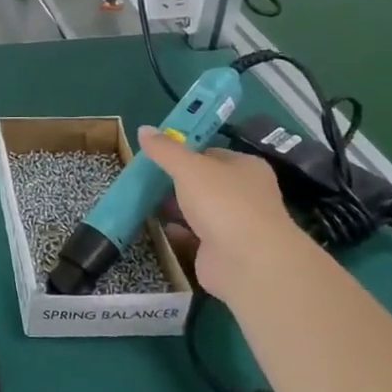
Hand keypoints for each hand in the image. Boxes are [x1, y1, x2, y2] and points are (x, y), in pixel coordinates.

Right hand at [138, 126, 315, 297]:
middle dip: (176, 182)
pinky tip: (159, 228)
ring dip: (176, 208)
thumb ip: (165, 150)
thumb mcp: (189, 167)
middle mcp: (245, 194)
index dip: (185, 152)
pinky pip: (195, 236)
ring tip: (145, 201)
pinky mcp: (222, 252)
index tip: (158, 155)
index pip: (212, 153)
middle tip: (146, 179)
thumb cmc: (223, 202)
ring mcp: (235, 225)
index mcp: (246, 167)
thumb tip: (143, 129)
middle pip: (204, 183)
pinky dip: (178, 232)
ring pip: (199, 211)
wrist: (248, 262)